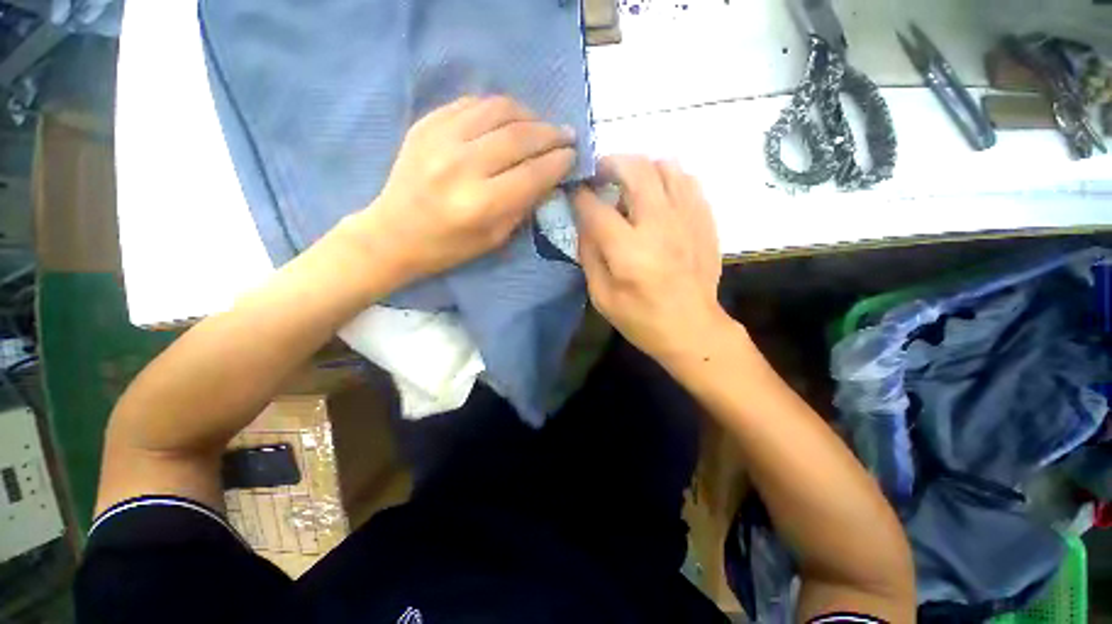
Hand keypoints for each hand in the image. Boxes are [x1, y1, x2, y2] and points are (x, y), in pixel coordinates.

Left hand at [348, 96, 576, 281]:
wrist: (394, 233)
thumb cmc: (449, 247)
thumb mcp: (494, 238)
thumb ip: (523, 206)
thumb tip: (548, 178)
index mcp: (481, 203)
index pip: (532, 173)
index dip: (558, 162)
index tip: (573, 156)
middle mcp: (462, 166)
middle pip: (519, 137)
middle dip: (550, 134)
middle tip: (566, 135)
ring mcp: (440, 139)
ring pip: (498, 110)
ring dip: (528, 114)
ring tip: (540, 124)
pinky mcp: (425, 124)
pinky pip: (471, 103)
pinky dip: (497, 108)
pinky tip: (508, 119)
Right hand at [573, 156, 726, 363]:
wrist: (693, 329)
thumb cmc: (642, 319)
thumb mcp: (602, 296)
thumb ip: (589, 255)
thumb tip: (584, 222)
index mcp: (629, 250)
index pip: (596, 207)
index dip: (579, 194)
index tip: (573, 191)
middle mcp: (660, 225)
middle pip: (635, 169)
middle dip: (610, 163)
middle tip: (599, 175)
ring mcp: (687, 219)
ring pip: (666, 166)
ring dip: (641, 168)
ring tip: (629, 184)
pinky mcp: (705, 221)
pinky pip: (688, 180)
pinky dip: (668, 179)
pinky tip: (658, 196)